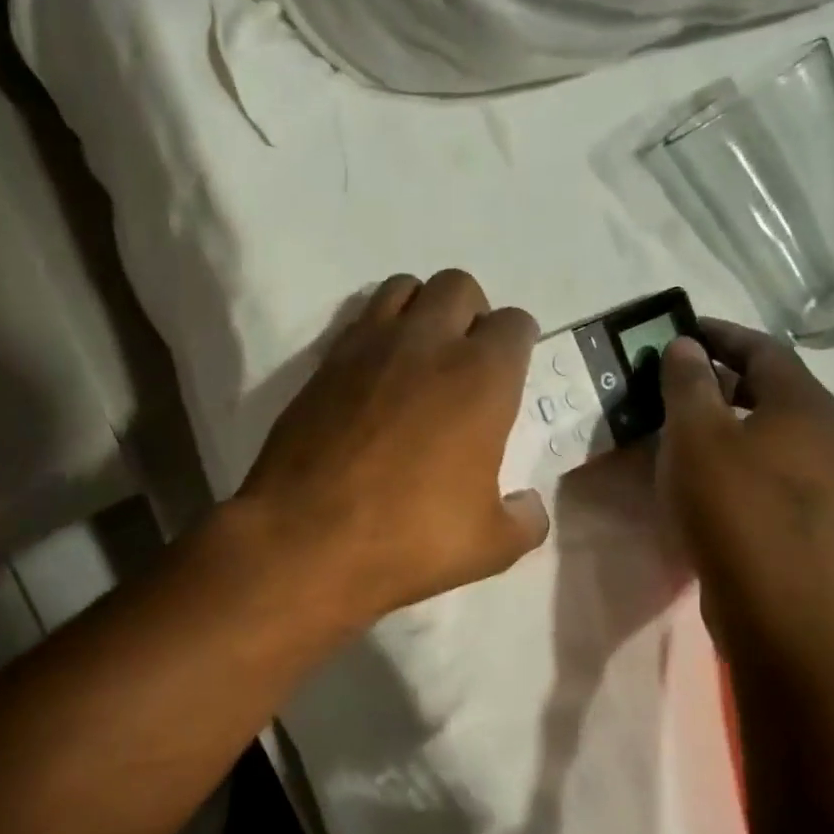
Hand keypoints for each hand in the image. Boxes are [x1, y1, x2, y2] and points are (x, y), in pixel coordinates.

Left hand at [235, 271, 549, 628]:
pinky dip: (376, 333)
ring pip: (404, 288)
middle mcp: (427, 344)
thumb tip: (529, 505)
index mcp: (481, 378)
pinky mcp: (323, 362)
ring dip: (420, 310)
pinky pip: (359, 320)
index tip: (509, 378)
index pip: (516, 324)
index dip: (518, 346)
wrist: (304, 541)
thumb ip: (525, 520)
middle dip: (470, 314)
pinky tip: (373, 380)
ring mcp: (368, 346)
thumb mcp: (490, 547)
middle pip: (459, 286)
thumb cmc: (408, 541)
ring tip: (418, 359)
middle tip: (464, 364)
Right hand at [655, 319, 833, 642]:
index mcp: (803, 402)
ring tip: (673, 416)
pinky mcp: (798, 509)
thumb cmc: (732, 505)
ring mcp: (814, 473)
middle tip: (668, 373)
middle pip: (766, 385)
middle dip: (717, 374)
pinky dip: (727, 448)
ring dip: (719, 414)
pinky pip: (760, 459)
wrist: (771, 600)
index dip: (718, 333)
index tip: (678, 330)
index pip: (762, 347)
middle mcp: (820, 430)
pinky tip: (693, 465)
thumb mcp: (697, 433)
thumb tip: (685, 346)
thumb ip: (689, 382)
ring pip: (762, 425)